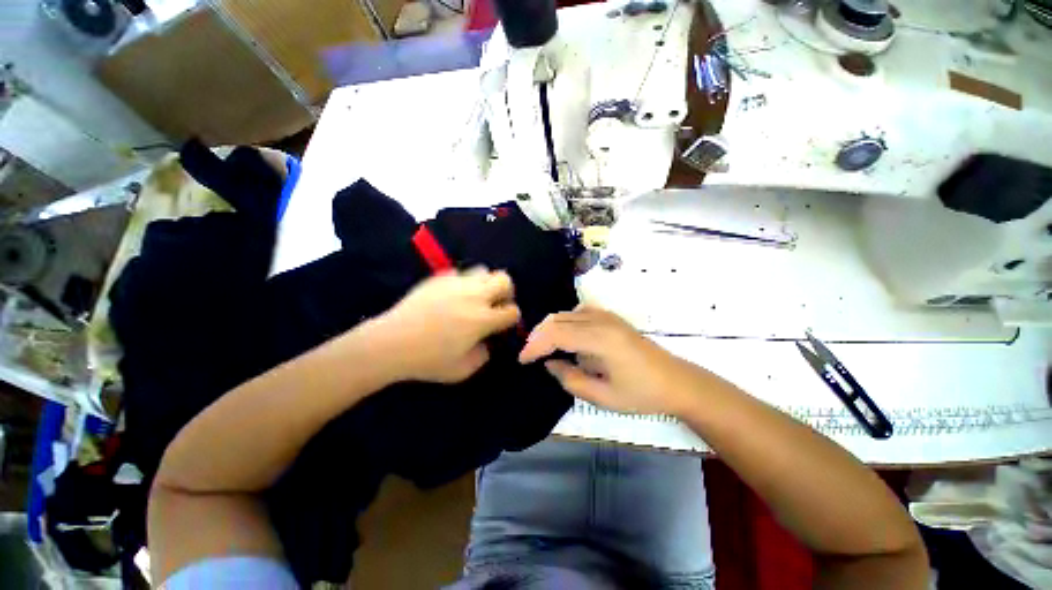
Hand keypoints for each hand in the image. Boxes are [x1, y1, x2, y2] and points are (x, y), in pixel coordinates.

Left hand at [370, 268, 520, 382]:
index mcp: (483, 319)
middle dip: (507, 292)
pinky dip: (464, 283)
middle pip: (504, 280)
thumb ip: (483, 356)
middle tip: (497, 304)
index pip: (512, 311)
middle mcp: (474, 296)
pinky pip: (460, 273)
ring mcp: (456, 283)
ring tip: (475, 298)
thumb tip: (487, 342)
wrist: (391, 343)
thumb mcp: (463, 370)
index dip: (512, 318)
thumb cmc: (428, 360)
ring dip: (486, 284)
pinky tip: (453, 296)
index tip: (503, 325)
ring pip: (484, 271)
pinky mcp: (439, 278)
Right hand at [519, 306, 696, 414]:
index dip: (535, 345)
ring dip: (549, 328)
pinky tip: (563, 336)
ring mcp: (607, 315)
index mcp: (600, 339)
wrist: (676, 381)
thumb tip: (550, 363)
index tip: (522, 360)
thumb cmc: (641, 394)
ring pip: (566, 313)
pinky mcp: (610, 317)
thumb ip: (570, 379)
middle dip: (538, 336)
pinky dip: (563, 322)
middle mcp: (601, 320)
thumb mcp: (603, 396)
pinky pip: (578, 312)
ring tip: (541, 347)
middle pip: (558, 319)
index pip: (556, 334)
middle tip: (528, 355)